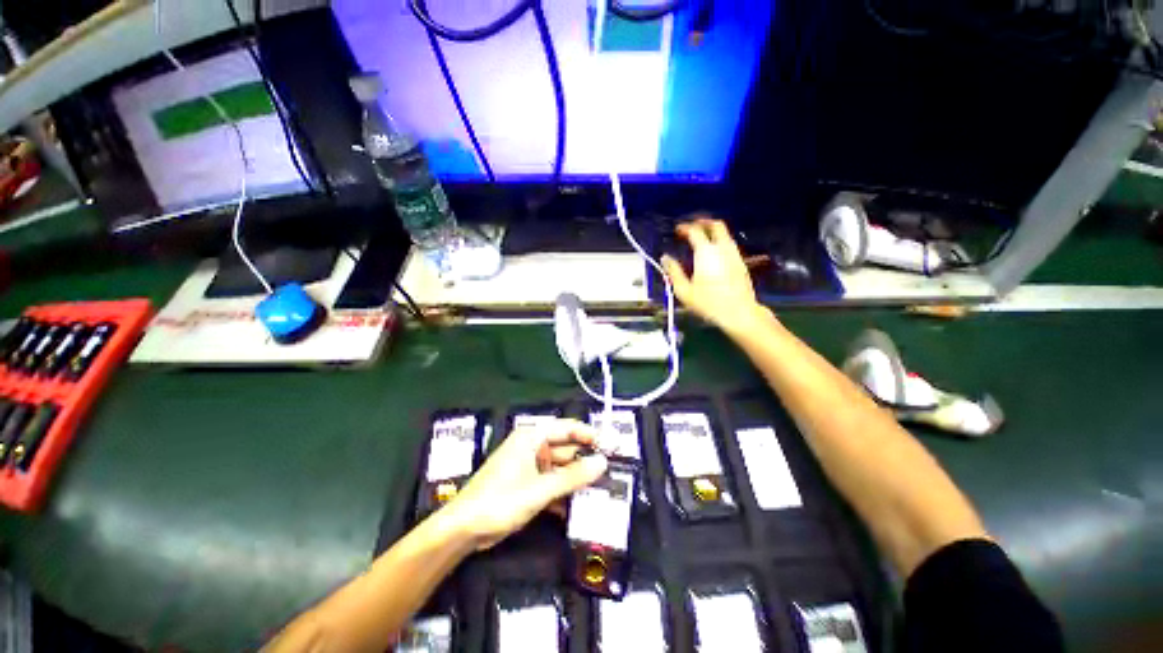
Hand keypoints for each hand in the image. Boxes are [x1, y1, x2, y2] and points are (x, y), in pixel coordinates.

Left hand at [442, 419, 607, 549]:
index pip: (568, 428)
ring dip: (575, 480)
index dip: (591, 435)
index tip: (612, 446)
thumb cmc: (500, 501)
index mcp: (532, 437)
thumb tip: (602, 463)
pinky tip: (575, 506)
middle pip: (566, 449)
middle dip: (585, 461)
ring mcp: (529, 465)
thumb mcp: (540, 490)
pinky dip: (562, 492)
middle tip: (610, 473)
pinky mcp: (527, 483)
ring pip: (560, 468)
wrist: (463, 530)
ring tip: (599, 491)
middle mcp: (532, 446)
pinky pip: (551, 482)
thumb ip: (573, 477)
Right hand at [662, 217, 767, 332]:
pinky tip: (713, 254)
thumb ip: (673, 271)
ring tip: (701, 239)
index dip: (685, 227)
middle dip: (703, 222)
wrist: (739, 313)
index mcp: (706, 252)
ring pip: (725, 234)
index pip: (695, 231)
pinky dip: (719, 242)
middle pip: (716, 225)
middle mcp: (722, 248)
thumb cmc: (708, 303)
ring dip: (713, 232)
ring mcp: (735, 255)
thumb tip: (665, 258)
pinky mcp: (742, 263)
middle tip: (691, 227)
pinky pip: (729, 245)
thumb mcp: (684, 290)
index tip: (677, 230)